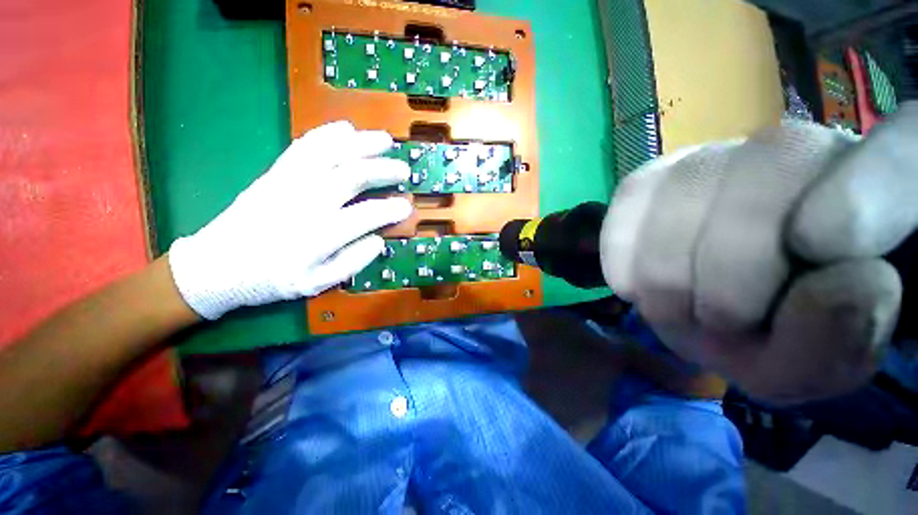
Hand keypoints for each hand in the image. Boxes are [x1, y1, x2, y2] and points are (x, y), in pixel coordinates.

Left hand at [168, 121, 411, 319]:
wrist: (216, 266)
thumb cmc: (270, 280)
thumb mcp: (316, 284)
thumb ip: (352, 262)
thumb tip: (378, 240)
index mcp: (318, 236)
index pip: (366, 215)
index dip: (391, 209)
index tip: (407, 206)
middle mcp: (305, 203)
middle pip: (352, 175)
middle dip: (383, 169)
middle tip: (403, 169)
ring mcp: (288, 184)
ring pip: (330, 153)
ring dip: (361, 144)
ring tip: (384, 140)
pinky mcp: (275, 174)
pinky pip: (303, 147)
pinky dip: (327, 134)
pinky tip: (345, 129)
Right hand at [600, 104, 917, 403]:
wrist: (716, 305)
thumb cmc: (773, 335)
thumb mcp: (809, 368)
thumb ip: (834, 343)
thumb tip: (845, 280)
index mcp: (887, 193)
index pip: (904, 151)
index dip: (872, 191)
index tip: (832, 257)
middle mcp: (807, 149)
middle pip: (769, 170)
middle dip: (727, 274)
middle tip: (716, 324)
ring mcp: (723, 154)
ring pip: (687, 183)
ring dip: (667, 267)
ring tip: (672, 306)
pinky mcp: (660, 173)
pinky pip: (632, 195)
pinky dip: (623, 245)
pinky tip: (631, 283)